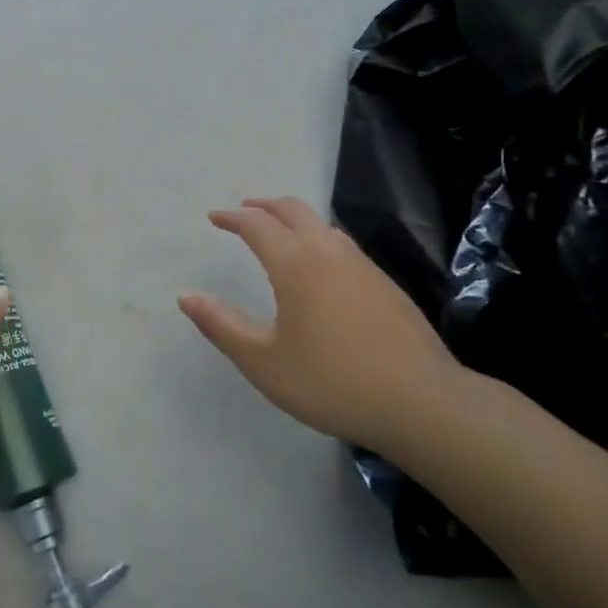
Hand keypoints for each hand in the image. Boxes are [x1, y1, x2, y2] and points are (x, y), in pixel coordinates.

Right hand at [179, 196, 465, 451]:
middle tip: (245, 210)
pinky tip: (322, 269)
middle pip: (293, 210)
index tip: (215, 218)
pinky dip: (320, 240)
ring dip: (295, 220)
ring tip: (280, 234)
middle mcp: (329, 252)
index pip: (257, 224)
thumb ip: (222, 325)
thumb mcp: (263, 362)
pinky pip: (343, 246)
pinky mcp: (386, 285)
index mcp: (295, 264)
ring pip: (323, 225)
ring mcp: (363, 266)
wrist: (421, 402)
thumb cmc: (331, 382)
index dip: (233, 217)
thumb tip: (186, 296)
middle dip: (264, 205)